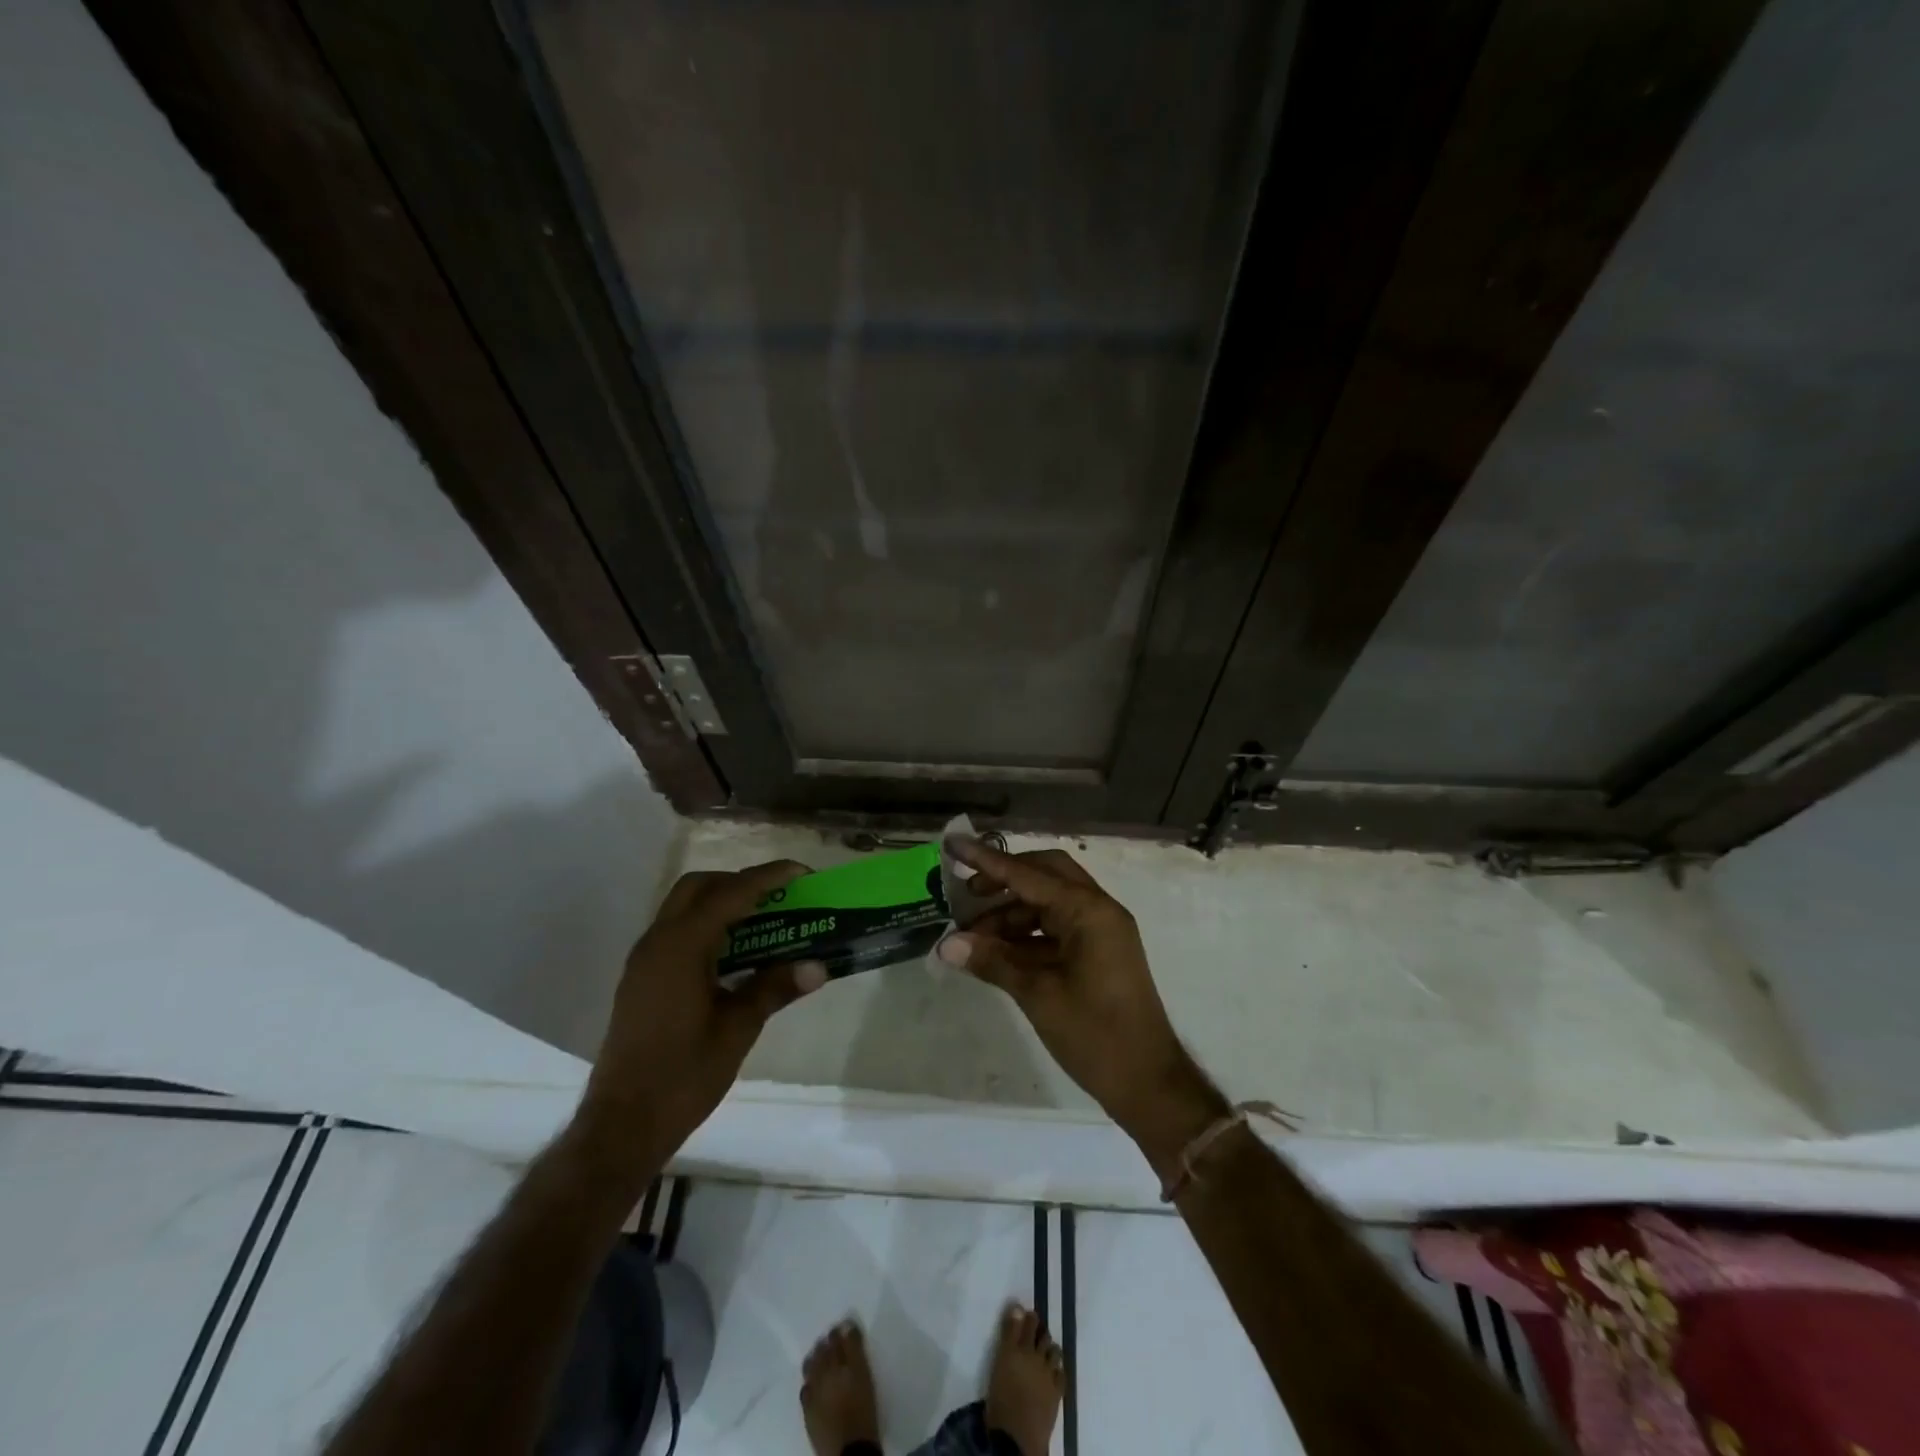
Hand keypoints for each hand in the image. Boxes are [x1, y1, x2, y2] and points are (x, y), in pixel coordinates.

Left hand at [578, 861, 827, 1171]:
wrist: (622, 1125)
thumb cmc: (683, 1076)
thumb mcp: (738, 1030)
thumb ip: (775, 988)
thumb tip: (819, 966)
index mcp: (681, 947)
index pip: (731, 893)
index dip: (768, 877)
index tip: (802, 873)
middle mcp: (657, 942)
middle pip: (699, 887)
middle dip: (739, 882)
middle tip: (778, 898)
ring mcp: (644, 960)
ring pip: (683, 908)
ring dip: (721, 903)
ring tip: (762, 922)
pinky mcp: (641, 979)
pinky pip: (676, 932)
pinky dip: (706, 926)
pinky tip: (733, 955)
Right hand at [937, 837, 1227, 1164]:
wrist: (1148, 1083)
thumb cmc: (1096, 1035)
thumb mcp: (1038, 995)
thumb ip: (993, 962)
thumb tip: (947, 944)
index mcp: (1089, 911)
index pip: (1028, 875)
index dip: (987, 860)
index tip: (954, 843)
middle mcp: (1098, 910)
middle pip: (1045, 875)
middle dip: (1004, 880)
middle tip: (967, 895)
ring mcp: (1100, 931)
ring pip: (1049, 903)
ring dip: (1011, 914)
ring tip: (972, 938)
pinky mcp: (1097, 953)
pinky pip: (1056, 928)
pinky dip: (1026, 935)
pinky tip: (996, 953)